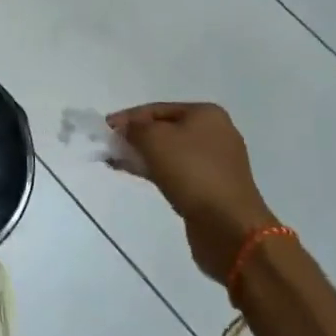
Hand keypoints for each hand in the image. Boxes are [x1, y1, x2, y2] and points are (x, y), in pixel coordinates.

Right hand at [107, 103, 277, 282]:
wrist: (229, 227)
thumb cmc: (192, 172)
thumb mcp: (155, 140)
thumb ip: (135, 129)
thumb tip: (125, 128)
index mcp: (207, 114)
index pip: (158, 109)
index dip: (129, 117)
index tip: (106, 128)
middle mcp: (215, 134)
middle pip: (165, 129)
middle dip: (136, 137)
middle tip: (111, 146)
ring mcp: (216, 163)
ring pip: (171, 152)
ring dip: (144, 155)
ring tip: (117, 162)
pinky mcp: (213, 188)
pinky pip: (178, 172)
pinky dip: (157, 171)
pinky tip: (137, 174)